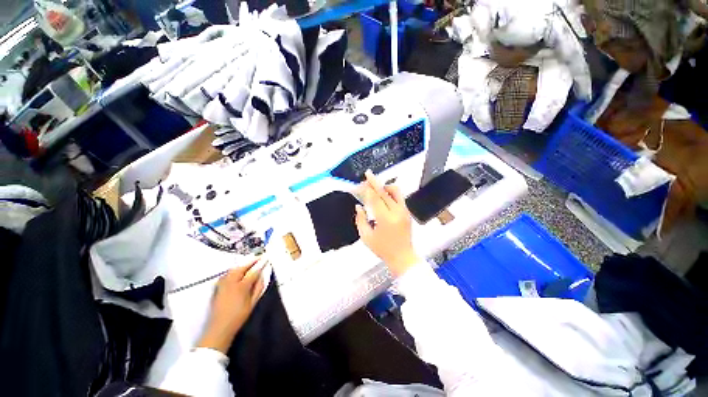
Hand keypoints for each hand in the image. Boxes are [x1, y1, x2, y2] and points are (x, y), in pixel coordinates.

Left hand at [198, 259, 265, 353]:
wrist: (219, 327)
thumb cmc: (239, 316)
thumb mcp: (253, 302)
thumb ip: (259, 286)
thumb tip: (263, 274)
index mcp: (242, 287)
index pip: (254, 271)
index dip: (261, 263)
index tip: (266, 258)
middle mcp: (231, 282)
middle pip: (242, 266)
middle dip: (252, 260)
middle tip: (259, 257)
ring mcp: (223, 283)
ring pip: (234, 268)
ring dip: (243, 263)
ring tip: (251, 261)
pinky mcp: (217, 286)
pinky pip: (228, 273)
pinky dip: (235, 268)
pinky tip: (238, 269)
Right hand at [355, 170, 421, 276]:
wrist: (403, 257)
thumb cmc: (383, 249)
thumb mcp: (366, 237)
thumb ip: (360, 220)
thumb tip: (358, 206)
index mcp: (385, 219)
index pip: (375, 198)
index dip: (367, 189)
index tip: (361, 184)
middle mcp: (397, 212)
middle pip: (384, 191)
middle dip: (374, 182)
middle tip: (367, 175)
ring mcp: (404, 211)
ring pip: (395, 191)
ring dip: (384, 186)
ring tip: (376, 186)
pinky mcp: (407, 212)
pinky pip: (399, 197)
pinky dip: (390, 192)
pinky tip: (383, 194)